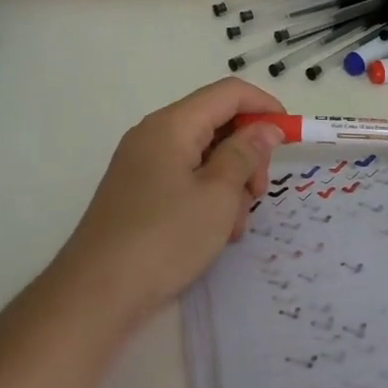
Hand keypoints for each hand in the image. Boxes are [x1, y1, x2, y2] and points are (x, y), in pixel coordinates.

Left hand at [47, 77, 286, 328]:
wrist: (97, 294)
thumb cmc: (164, 238)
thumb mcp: (217, 195)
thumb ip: (245, 154)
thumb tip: (265, 128)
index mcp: (172, 124)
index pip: (228, 93)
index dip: (264, 107)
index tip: (291, 137)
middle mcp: (155, 136)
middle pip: (217, 124)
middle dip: (247, 154)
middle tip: (258, 193)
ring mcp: (144, 165)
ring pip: (205, 157)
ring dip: (230, 184)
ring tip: (232, 226)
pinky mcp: (141, 193)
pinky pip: (186, 180)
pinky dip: (208, 198)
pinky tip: (215, 234)